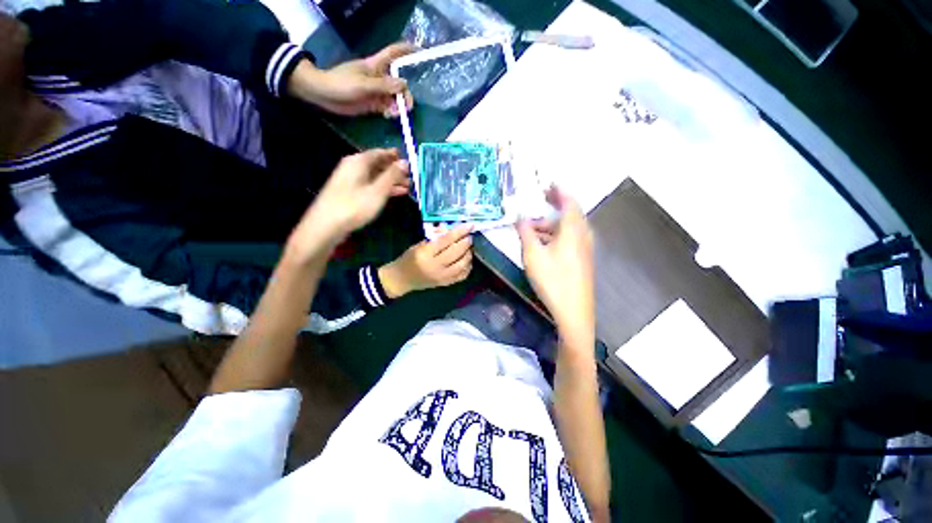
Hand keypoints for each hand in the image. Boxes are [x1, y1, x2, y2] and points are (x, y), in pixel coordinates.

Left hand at [288, 149, 410, 260]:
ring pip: (375, 176)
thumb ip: (392, 176)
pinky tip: (394, 194)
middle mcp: (353, 167)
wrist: (326, 225)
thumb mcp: (377, 191)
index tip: (409, 161)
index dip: (395, 156)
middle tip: (411, 178)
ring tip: (408, 187)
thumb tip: (404, 162)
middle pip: (378, 164)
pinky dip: (383, 188)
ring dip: (391, 181)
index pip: (380, 153)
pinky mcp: (349, 193)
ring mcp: (350, 180)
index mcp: (358, 162)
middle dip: (395, 170)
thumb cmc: (354, 206)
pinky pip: (370, 185)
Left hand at [289, 43, 415, 116]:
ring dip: (398, 106)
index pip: (393, 54)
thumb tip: (404, 84)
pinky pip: (387, 107)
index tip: (418, 51)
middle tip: (407, 107)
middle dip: (405, 94)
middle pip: (398, 83)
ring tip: (395, 114)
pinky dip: (390, 112)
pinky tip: (388, 116)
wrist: (325, 95)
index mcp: (375, 66)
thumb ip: (384, 86)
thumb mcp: (364, 84)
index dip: (405, 51)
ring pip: (394, 98)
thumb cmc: (341, 83)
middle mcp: (379, 78)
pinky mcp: (373, 103)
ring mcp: (376, 91)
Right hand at [378, 224, 473, 297]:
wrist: (402, 280)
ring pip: (462, 265)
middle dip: (466, 243)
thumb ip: (436, 239)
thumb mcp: (418, 245)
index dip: (459, 232)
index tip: (469, 226)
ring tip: (468, 248)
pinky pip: (462, 275)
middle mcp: (435, 266)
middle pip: (456, 252)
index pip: (446, 241)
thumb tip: (451, 231)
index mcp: (426, 254)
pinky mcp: (446, 284)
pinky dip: (468, 266)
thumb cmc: (408, 259)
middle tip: (469, 237)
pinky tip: (467, 260)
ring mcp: (442, 277)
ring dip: (468, 254)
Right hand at [516, 187, 594, 342]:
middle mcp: (583, 237)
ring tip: (533, 228)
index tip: (549, 184)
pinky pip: (570, 239)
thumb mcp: (532, 254)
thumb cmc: (552, 280)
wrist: (573, 312)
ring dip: (552, 224)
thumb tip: (520, 217)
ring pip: (569, 229)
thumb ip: (525, 232)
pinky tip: (544, 244)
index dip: (559, 191)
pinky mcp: (583, 261)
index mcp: (573, 231)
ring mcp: (585, 250)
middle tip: (540, 202)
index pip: (569, 202)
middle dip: (555, 206)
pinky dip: (557, 236)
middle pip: (571, 214)